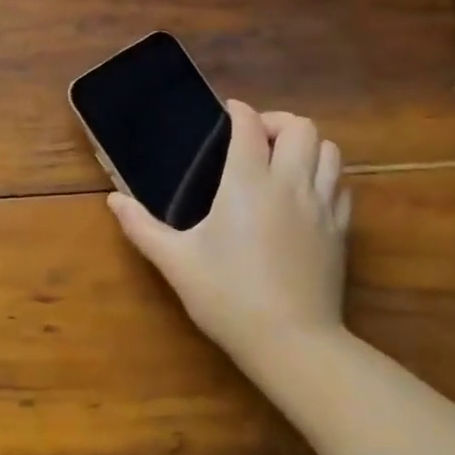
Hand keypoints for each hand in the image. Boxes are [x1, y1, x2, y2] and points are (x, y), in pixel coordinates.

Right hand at [108, 102, 350, 360]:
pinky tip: (305, 195)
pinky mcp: (341, 230)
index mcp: (247, 182)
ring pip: (329, 150)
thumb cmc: (226, 296)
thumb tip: (113, 200)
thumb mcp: (175, 261)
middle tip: (255, 139)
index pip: (251, 126)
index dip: (239, 112)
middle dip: (277, 122)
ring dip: (306, 146)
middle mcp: (290, 183)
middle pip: (301, 127)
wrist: (291, 342)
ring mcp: (322, 206)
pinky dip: (324, 176)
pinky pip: (340, 185)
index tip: (227, 113)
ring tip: (282, 162)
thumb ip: (141, 226)